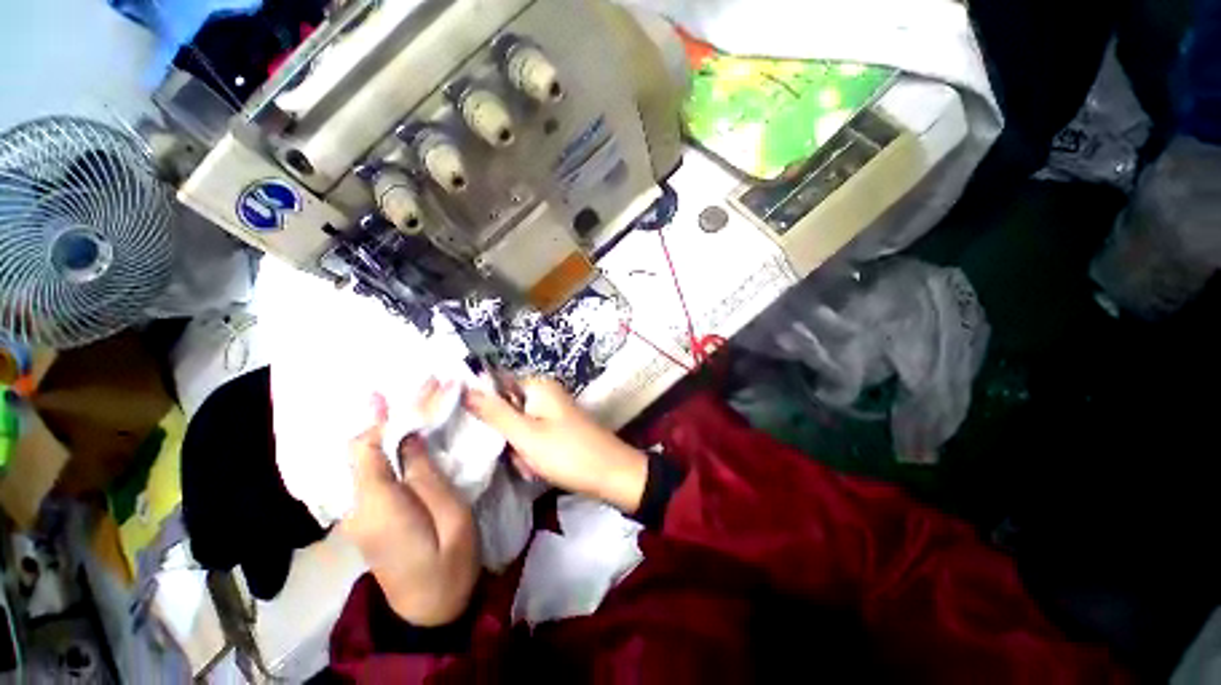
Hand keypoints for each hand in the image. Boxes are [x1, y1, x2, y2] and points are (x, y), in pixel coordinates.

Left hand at [341, 381, 478, 626]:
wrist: (429, 612)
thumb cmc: (450, 564)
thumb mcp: (452, 517)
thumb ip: (427, 476)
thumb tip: (410, 438)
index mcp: (379, 507)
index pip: (365, 450)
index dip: (377, 417)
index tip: (393, 390)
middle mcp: (358, 507)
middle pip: (362, 451)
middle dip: (387, 416)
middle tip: (420, 387)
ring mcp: (359, 514)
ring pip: (365, 460)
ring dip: (388, 428)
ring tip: (414, 401)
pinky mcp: (369, 518)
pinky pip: (371, 473)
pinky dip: (386, 447)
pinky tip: (404, 432)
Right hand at [464, 377, 647, 512]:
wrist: (612, 475)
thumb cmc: (567, 453)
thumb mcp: (525, 434)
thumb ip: (493, 412)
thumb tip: (461, 388)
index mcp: (538, 386)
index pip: (496, 387)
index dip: (486, 410)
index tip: (484, 434)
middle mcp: (546, 394)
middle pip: (507, 411)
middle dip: (507, 438)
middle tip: (518, 454)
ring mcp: (553, 412)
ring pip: (518, 429)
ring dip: (519, 450)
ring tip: (532, 465)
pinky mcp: (558, 429)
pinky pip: (533, 439)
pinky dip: (533, 455)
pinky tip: (541, 469)